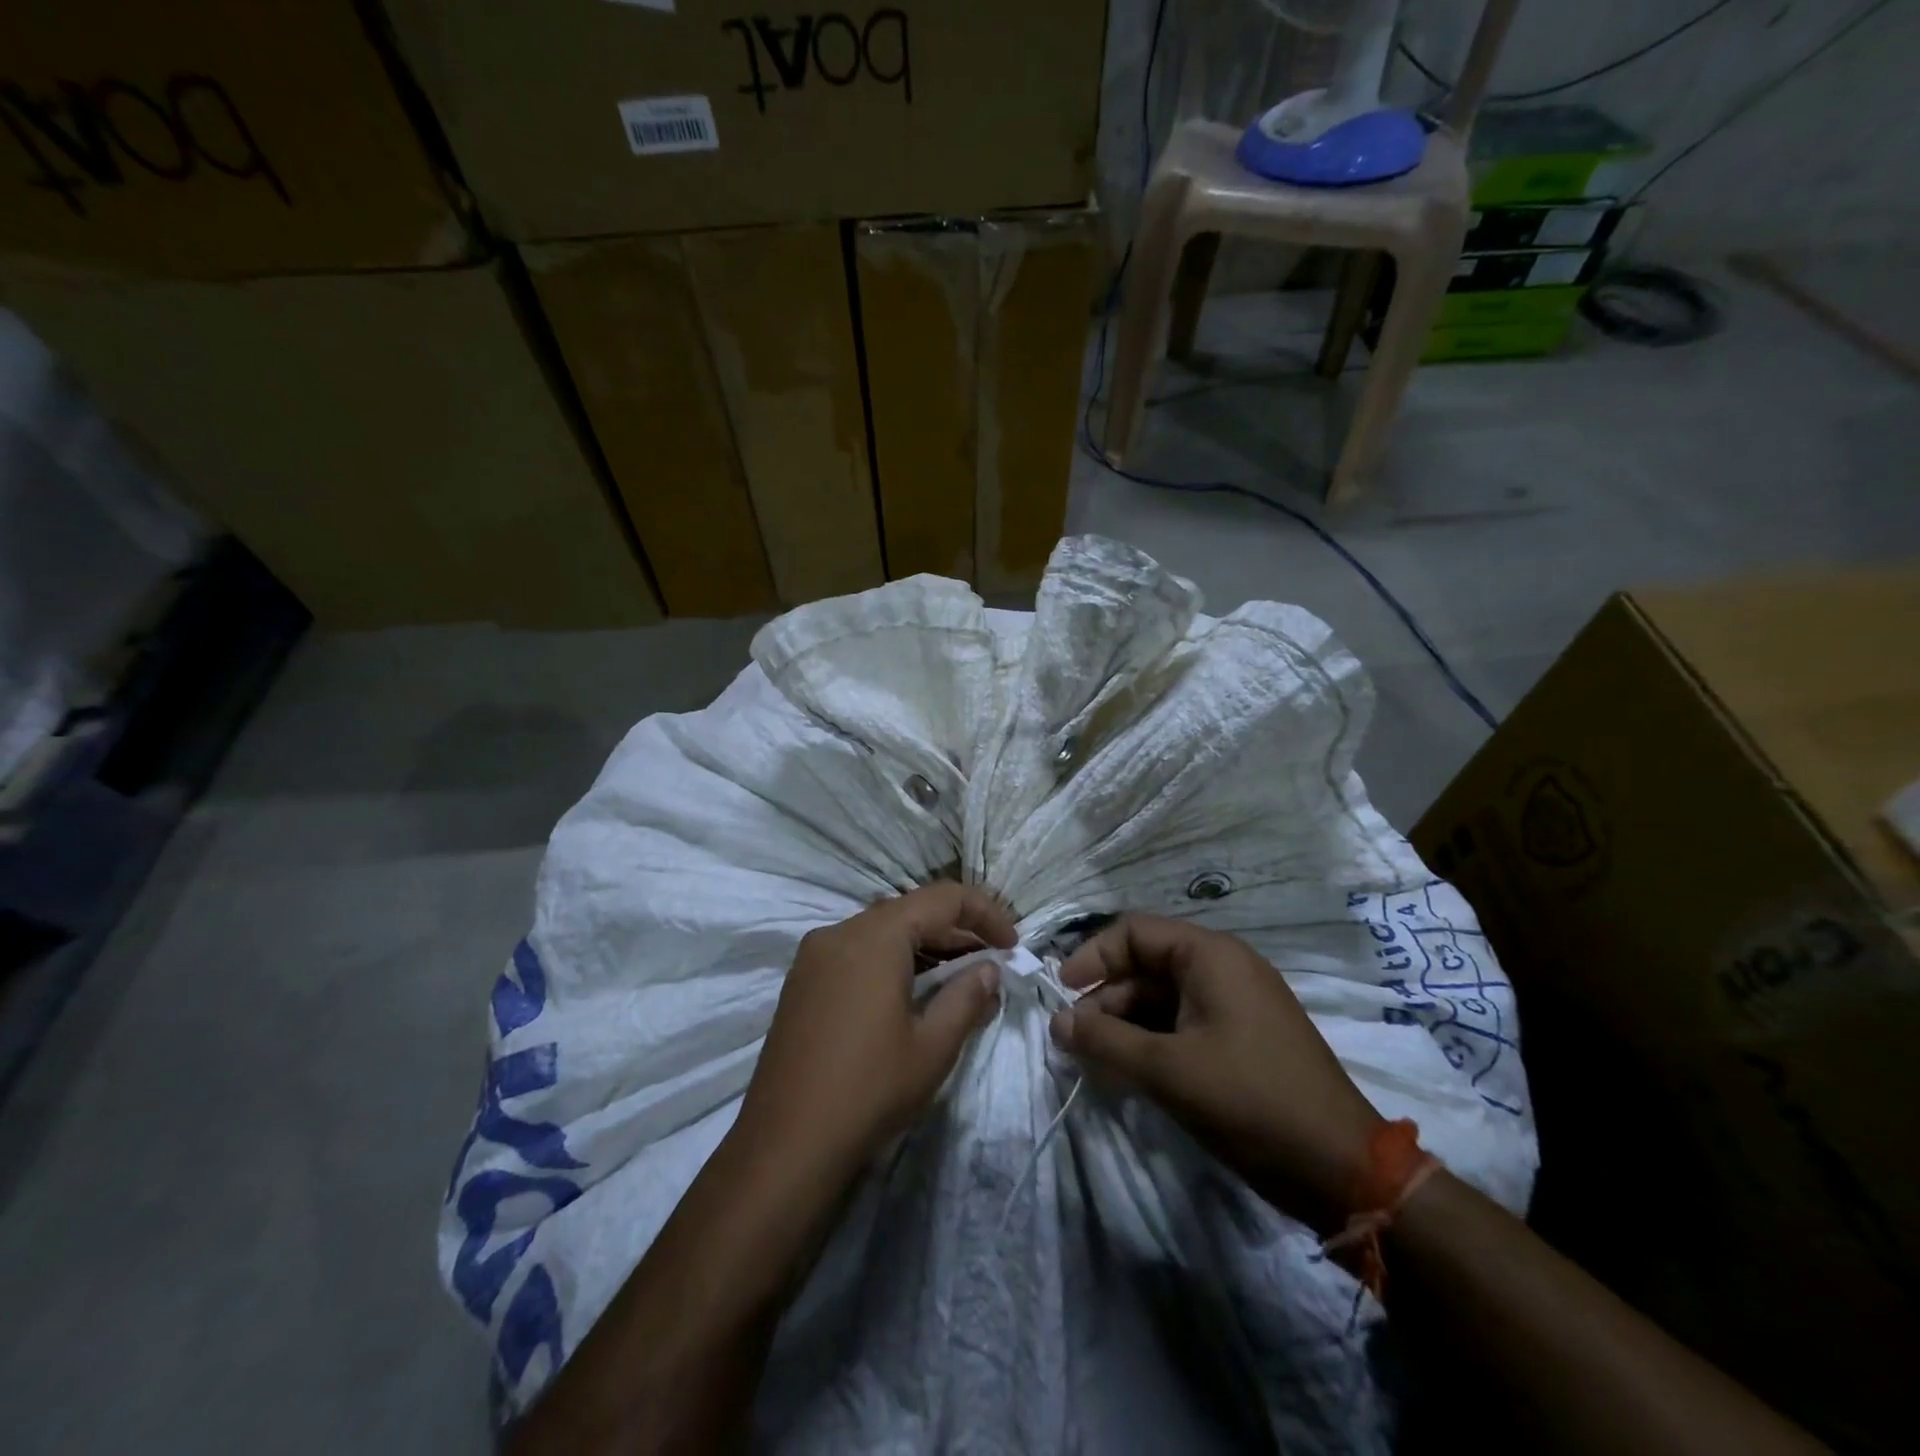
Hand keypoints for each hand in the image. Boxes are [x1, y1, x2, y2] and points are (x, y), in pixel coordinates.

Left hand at [737, 883, 1015, 1179]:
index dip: (985, 914)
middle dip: (956, 932)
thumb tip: (989, 969)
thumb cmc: (869, 1089)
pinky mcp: (801, 982)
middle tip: (991, 966)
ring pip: (881, 932)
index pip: (943, 898)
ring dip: (924, 947)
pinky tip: (910, 996)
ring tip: (957, 982)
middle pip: (910, 911)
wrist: (785, 1145)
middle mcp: (840, 932)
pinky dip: (891, 961)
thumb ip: (968, 997)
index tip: (1012, 946)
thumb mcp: (933, 1046)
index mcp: (875, 936)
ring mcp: (814, 956)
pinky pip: (856, 953)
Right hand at [1051, 915, 1382, 1232]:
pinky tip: (1131, 1070)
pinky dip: (1153, 1040)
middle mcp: (1224, 967)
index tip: (1062, 991)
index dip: (1093, 955)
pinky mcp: (1243, 1037)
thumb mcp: (1166, 1069)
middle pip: (1147, 964)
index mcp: (1210, 955)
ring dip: (1126, 1022)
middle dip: (1106, 997)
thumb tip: (1057, 1021)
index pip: (1134, 931)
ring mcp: (1237, 1003)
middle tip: (1076, 1038)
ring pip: (1163, 997)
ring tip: (1097, 1059)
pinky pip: (1184, 1022)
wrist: (1342, 1168)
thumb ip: (1105, 1040)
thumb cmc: (1249, 1100)